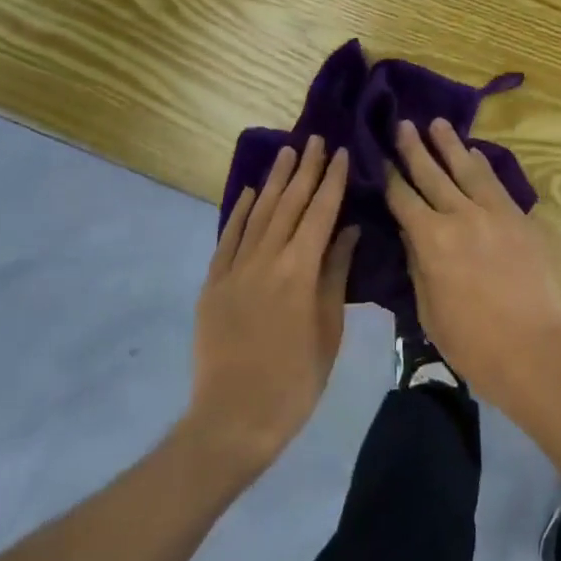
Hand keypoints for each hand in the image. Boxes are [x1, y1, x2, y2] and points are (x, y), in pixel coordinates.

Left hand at [189, 137, 358, 475]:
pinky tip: (251, 192)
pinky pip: (229, 237)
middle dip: (305, 169)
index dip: (332, 180)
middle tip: (315, 139)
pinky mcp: (213, 283)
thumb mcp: (328, 329)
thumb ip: (335, 274)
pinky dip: (241, 211)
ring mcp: (236, 268)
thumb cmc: (295, 380)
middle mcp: (266, 258)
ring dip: (275, 180)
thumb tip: (347, 229)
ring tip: (287, 152)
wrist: (232, 422)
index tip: (340, 151)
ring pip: (259, 212)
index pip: (320, 211)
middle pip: (289, 203)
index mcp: (299, 270)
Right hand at [386, 119, 560, 416]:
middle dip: (414, 148)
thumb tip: (411, 232)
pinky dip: (482, 164)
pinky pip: (496, 182)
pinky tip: (475, 153)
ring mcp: (494, 212)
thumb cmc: (473, 343)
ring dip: (450, 144)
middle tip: (403, 123)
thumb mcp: (429, 310)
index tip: (379, 155)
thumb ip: (418, 265)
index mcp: (432, 241)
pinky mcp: (519, 217)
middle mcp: (461, 216)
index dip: (389, 176)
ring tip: (437, 123)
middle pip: (432, 174)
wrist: (535, 351)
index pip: (404, 199)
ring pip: (467, 168)